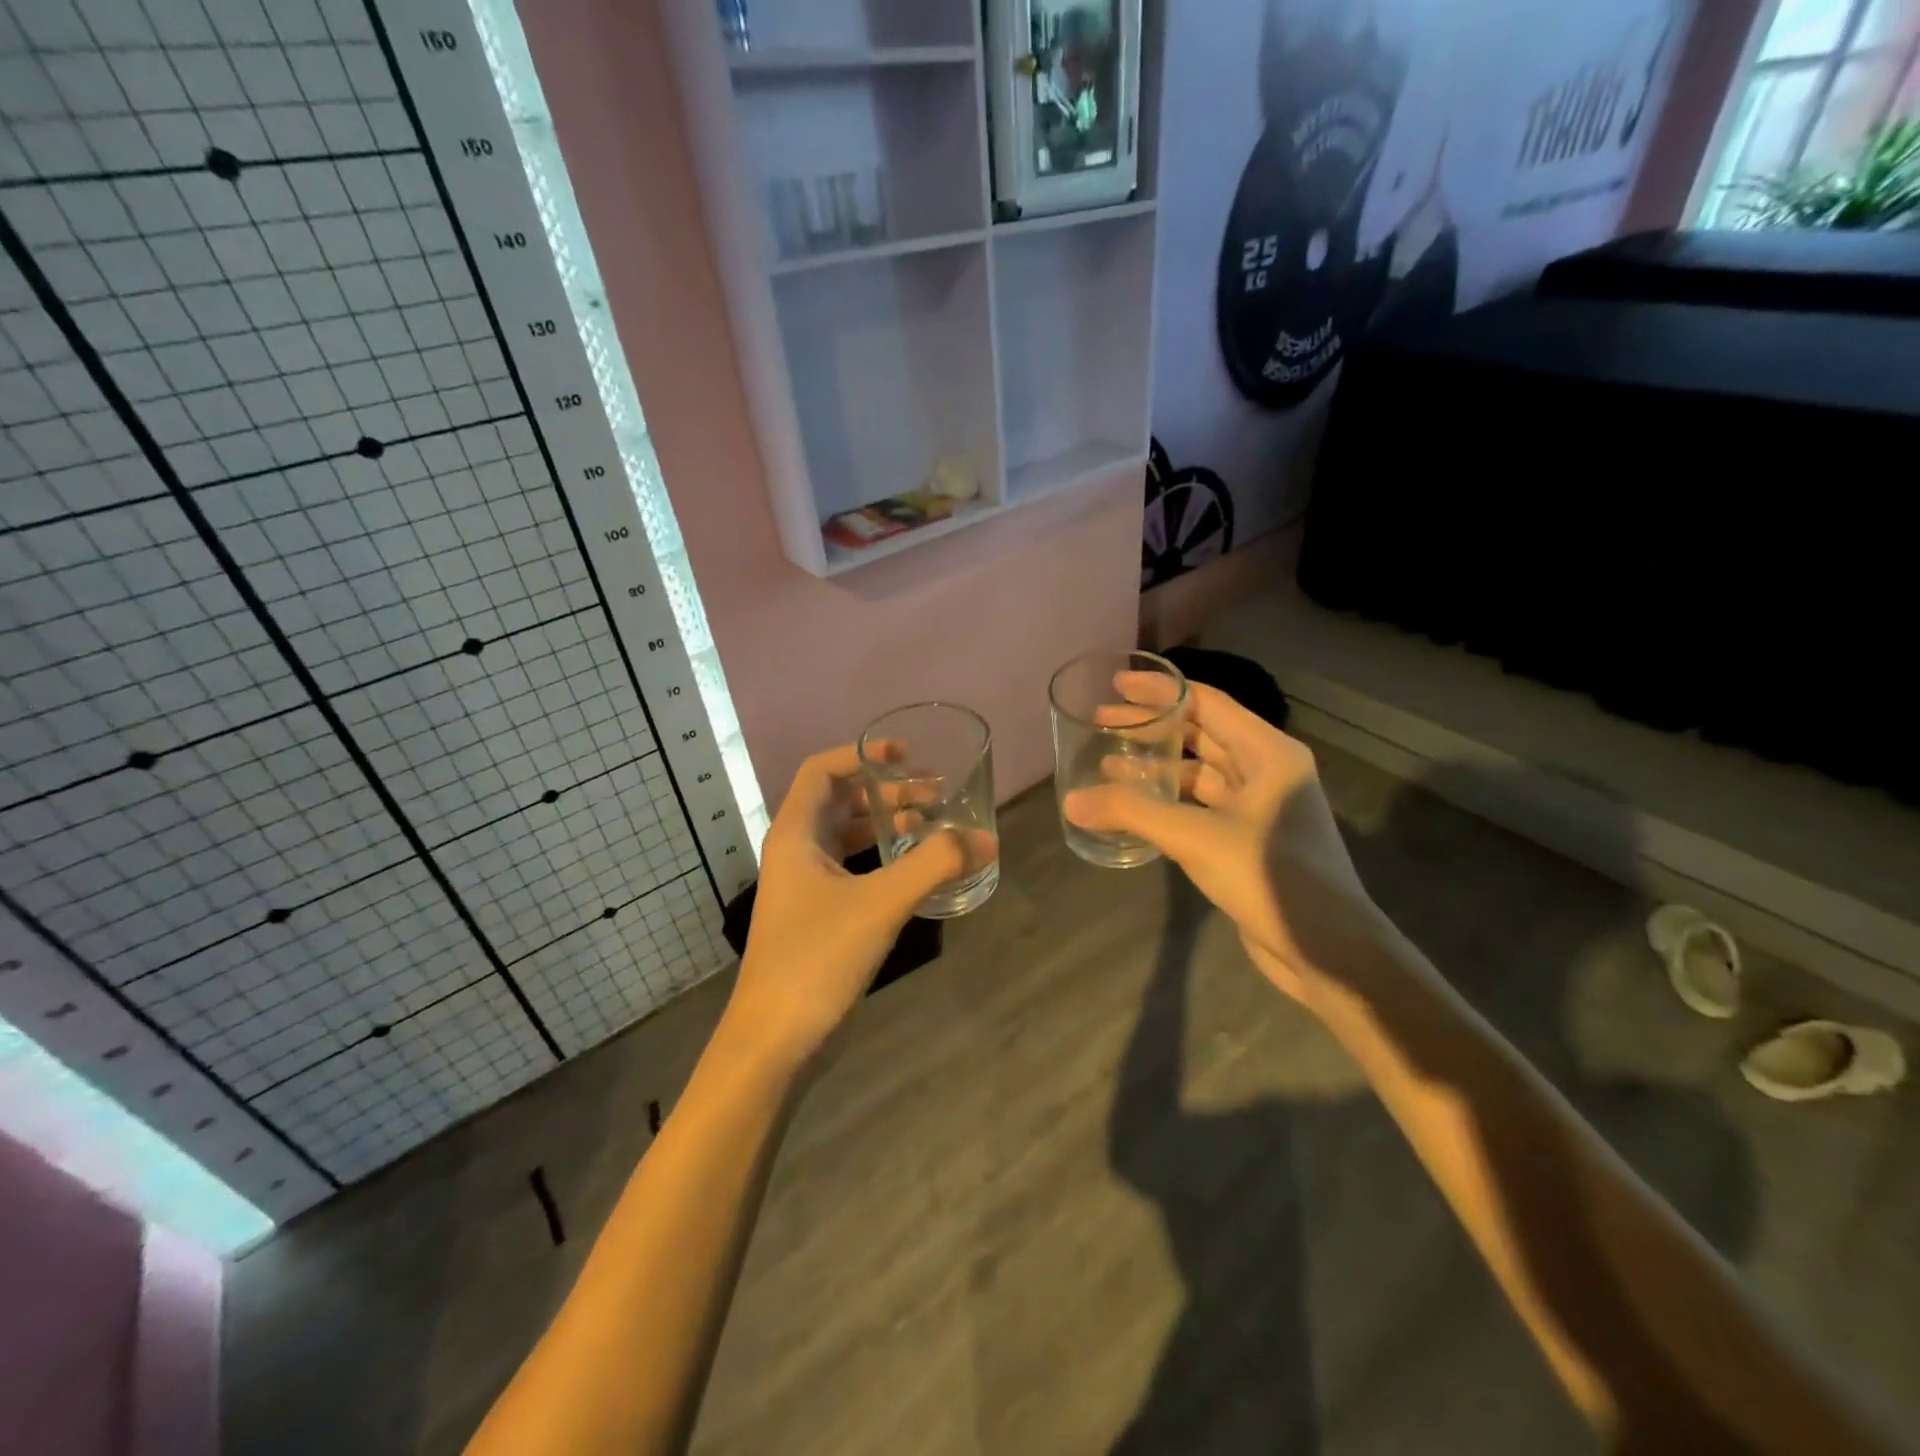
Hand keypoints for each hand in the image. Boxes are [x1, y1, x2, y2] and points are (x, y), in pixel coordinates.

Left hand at [730, 745, 995, 1064]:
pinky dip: (887, 860)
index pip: (822, 770)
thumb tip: (986, 839)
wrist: (775, 1042)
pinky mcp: (822, 916)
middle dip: (888, 792)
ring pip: (851, 837)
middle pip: (842, 801)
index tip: (906, 756)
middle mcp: (797, 852)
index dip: (862, 755)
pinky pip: (856, 870)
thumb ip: (934, 865)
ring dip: (889, 825)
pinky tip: (919, 870)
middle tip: (937, 794)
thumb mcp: (880, 904)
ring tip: (935, 825)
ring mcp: (807, 886)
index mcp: (796, 834)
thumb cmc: (817, 959)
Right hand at [1063, 675, 1370, 999]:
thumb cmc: (1271, 877)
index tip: (1117, 684)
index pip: (1208, 703)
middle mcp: (1268, 771)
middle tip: (1103, 722)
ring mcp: (1260, 808)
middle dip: (1154, 727)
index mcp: (1269, 753)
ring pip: (1201, 773)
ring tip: (1109, 764)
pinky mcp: (1249, 840)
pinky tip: (1137, 808)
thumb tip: (1072, 801)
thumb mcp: (1197, 838)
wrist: (1328, 950)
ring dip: (1158, 767)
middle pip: (1202, 734)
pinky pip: (1202, 806)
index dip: (1161, 691)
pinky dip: (1170, 801)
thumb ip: (1133, 813)